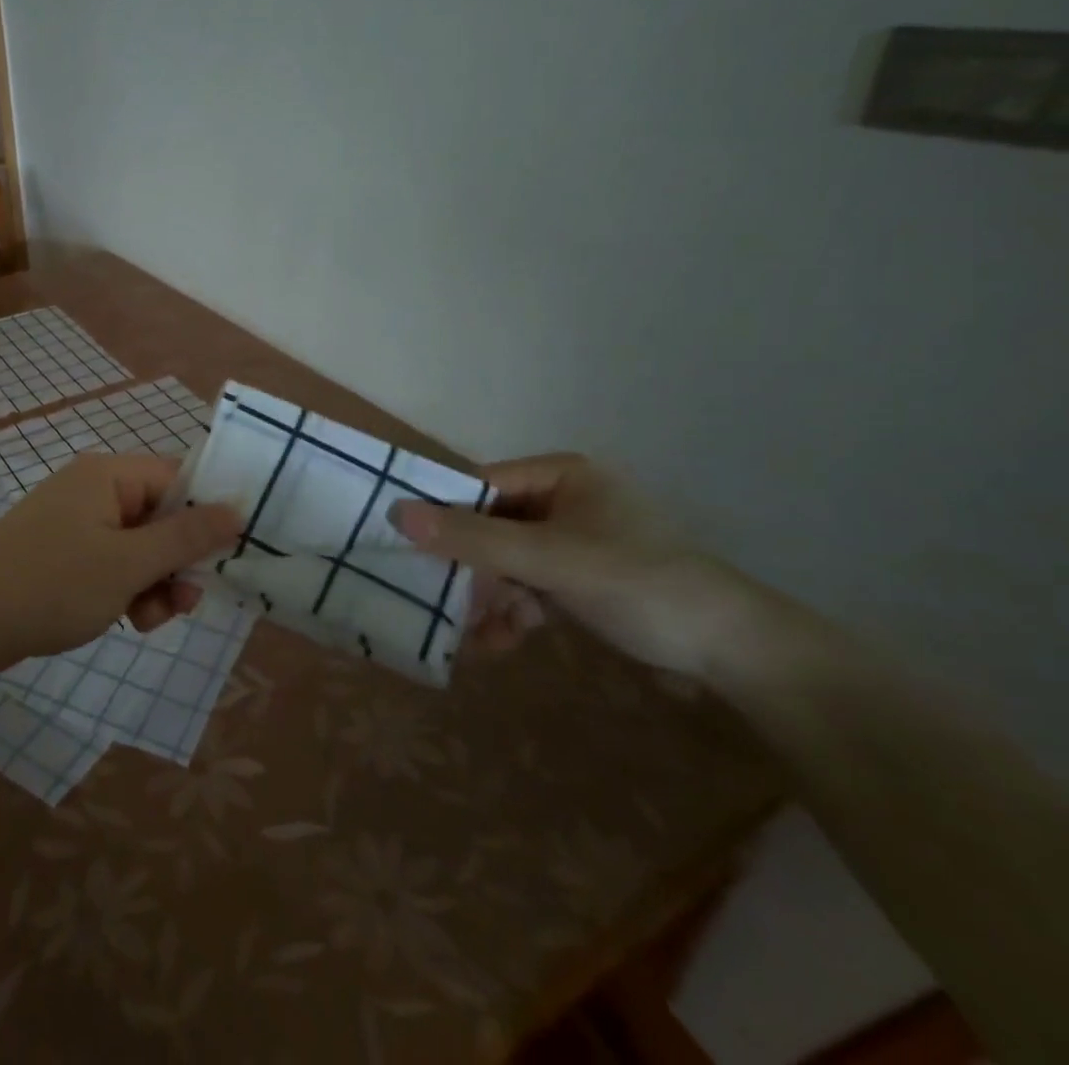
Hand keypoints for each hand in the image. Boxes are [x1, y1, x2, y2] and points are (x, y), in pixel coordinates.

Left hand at [0, 453, 241, 673]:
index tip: (228, 555)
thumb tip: (237, 509)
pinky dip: (125, 589)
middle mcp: (92, 490)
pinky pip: (110, 563)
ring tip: (149, 620)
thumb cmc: (53, 583)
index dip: (206, 515)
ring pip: (137, 547)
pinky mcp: (60, 554)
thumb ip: (185, 537)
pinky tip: (126, 621)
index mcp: (108, 475)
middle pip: (159, 516)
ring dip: (154, 583)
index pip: (177, 479)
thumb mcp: (129, 563)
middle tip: (187, 602)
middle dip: (176, 561)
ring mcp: (73, 523)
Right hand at [391, 453, 780, 679]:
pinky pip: (525, 588)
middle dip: (470, 572)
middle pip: (488, 528)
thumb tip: (395, 512)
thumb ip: (473, 538)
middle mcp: (561, 501)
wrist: (736, 656)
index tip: (413, 552)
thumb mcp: (551, 559)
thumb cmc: (641, 585)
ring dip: (487, 600)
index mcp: (560, 475)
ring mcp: (569, 543)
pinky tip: (499, 644)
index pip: (479, 486)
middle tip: (445, 606)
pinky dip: (510, 614)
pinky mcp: (577, 581)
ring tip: (476, 637)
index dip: (444, 516)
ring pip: (502, 564)